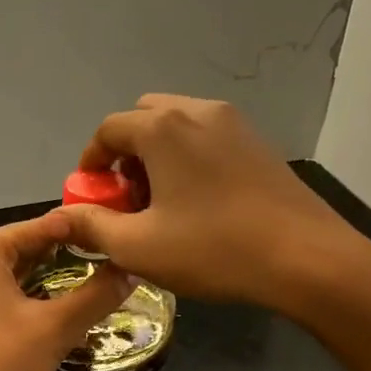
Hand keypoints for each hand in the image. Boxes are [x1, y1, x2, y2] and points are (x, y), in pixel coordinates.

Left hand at [0, 210, 130, 370]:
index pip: (35, 228)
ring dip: (33, 279)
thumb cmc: (0, 368)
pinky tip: (36, 310)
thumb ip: (97, 294)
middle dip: (55, 257)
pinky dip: (8, 297)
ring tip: (76, 285)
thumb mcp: (56, 329)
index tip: (109, 235)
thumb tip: (132, 269)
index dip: (76, 231)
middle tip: (99, 263)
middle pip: (13, 248)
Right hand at [59, 94, 370, 318]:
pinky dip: (189, 158)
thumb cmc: (213, 249)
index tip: (93, 198)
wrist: (307, 258)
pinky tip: (200, 202)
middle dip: (126, 154)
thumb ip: (91, 226)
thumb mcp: (137, 246)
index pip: (108, 130)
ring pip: (178, 125)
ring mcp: (235, 124)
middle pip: (144, 118)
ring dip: (158, 155)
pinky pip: (208, 137)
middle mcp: (197, 111)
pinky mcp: (260, 143)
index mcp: (162, 128)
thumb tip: (63, 217)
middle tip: (128, 198)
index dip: (91, 163)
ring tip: (163, 202)